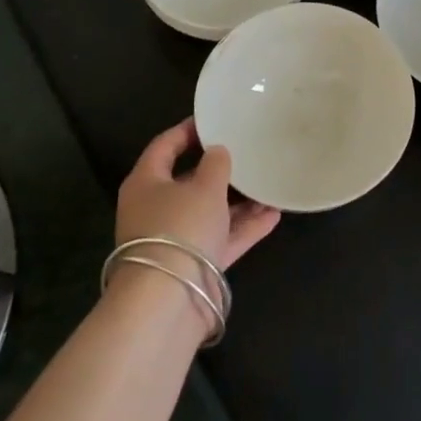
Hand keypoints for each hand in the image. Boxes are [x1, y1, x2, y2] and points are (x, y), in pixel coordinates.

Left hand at [116, 118, 280, 270]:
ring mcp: (176, 239)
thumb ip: (215, 164)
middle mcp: (156, 209)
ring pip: (210, 211)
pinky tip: (274, 214)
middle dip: (219, 170)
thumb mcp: (204, 187)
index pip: (164, 146)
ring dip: (239, 201)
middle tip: (247, 152)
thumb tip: (217, 152)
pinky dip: (245, 227)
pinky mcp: (194, 265)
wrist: (168, 300)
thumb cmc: (181, 228)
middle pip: (188, 181)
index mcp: (146, 183)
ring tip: (269, 184)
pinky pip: (222, 237)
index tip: (213, 119)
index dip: (188, 130)